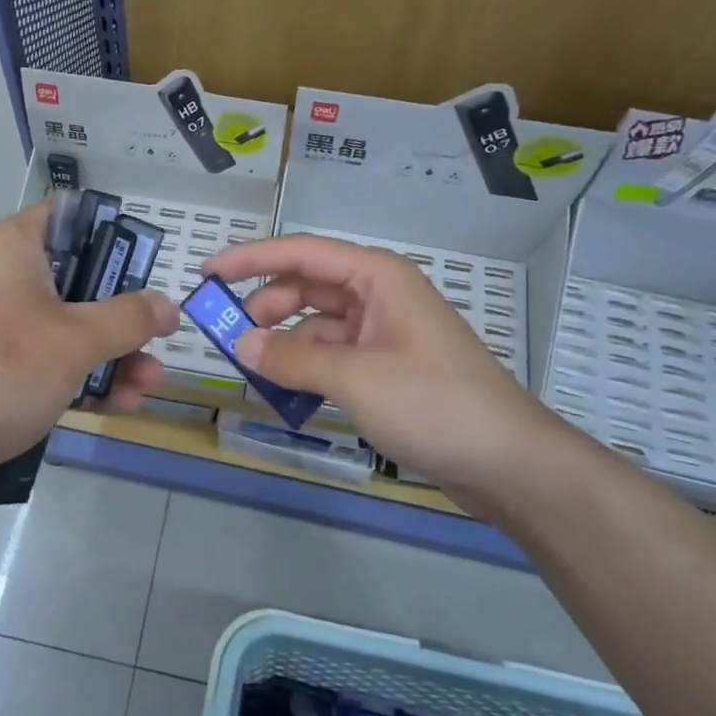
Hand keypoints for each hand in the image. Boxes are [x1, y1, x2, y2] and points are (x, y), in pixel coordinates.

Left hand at [0, 201, 178, 508]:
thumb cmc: (1, 370)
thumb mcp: (76, 341)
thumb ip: (129, 318)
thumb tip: (169, 305)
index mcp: (12, 246)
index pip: (70, 216)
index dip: (114, 234)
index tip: (147, 264)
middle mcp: (0, 274)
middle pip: (77, 278)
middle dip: (122, 314)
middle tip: (159, 337)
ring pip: (64, 324)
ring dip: (110, 353)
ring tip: (148, 385)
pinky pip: (43, 356)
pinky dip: (78, 374)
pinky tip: (118, 404)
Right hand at [202, 234, 568, 503]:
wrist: (508, 463)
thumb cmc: (434, 403)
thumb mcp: (355, 377)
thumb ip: (292, 358)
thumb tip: (241, 345)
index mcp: (377, 276)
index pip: (301, 252)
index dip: (251, 258)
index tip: (207, 273)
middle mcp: (379, 295)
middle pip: (307, 286)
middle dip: (266, 305)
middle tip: (228, 334)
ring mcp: (385, 332)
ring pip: (318, 324)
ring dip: (285, 342)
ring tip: (253, 369)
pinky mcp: (389, 367)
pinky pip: (334, 355)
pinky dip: (308, 368)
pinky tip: (288, 393)